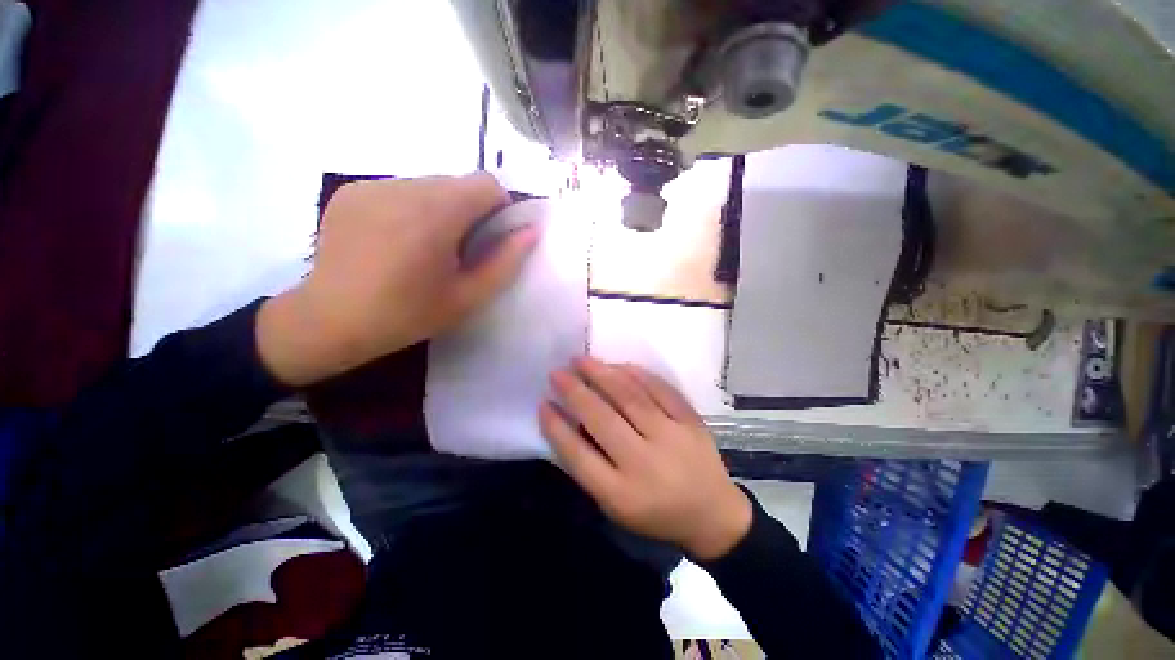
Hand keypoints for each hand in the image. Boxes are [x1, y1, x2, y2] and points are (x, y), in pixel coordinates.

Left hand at [257, 173, 537, 385]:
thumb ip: (505, 261)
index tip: (490, 237)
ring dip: (439, 210)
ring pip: (428, 185)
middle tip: (457, 251)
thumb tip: (531, 231)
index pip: (486, 184)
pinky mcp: (351, 192)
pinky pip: (398, 190)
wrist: (329, 322)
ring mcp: (371, 186)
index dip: (498, 208)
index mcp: (435, 215)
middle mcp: (402, 188)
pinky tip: (394, 242)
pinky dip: (410, 209)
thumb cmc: (407, 315)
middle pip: (457, 183)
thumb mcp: (468, 296)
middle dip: (469, 211)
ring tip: (424, 248)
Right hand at [540, 357, 752, 559]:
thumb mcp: (617, 505)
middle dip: (575, 392)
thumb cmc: (656, 513)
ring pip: (631, 398)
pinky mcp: (691, 421)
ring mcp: (672, 438)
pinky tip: (619, 365)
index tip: (543, 403)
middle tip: (557, 372)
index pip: (578, 455)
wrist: (713, 514)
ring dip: (603, 375)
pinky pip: (660, 389)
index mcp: (622, 494)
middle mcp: (645, 463)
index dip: (556, 427)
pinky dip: (637, 374)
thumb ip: (591, 468)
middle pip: (603, 419)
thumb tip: (568, 423)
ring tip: (582, 360)